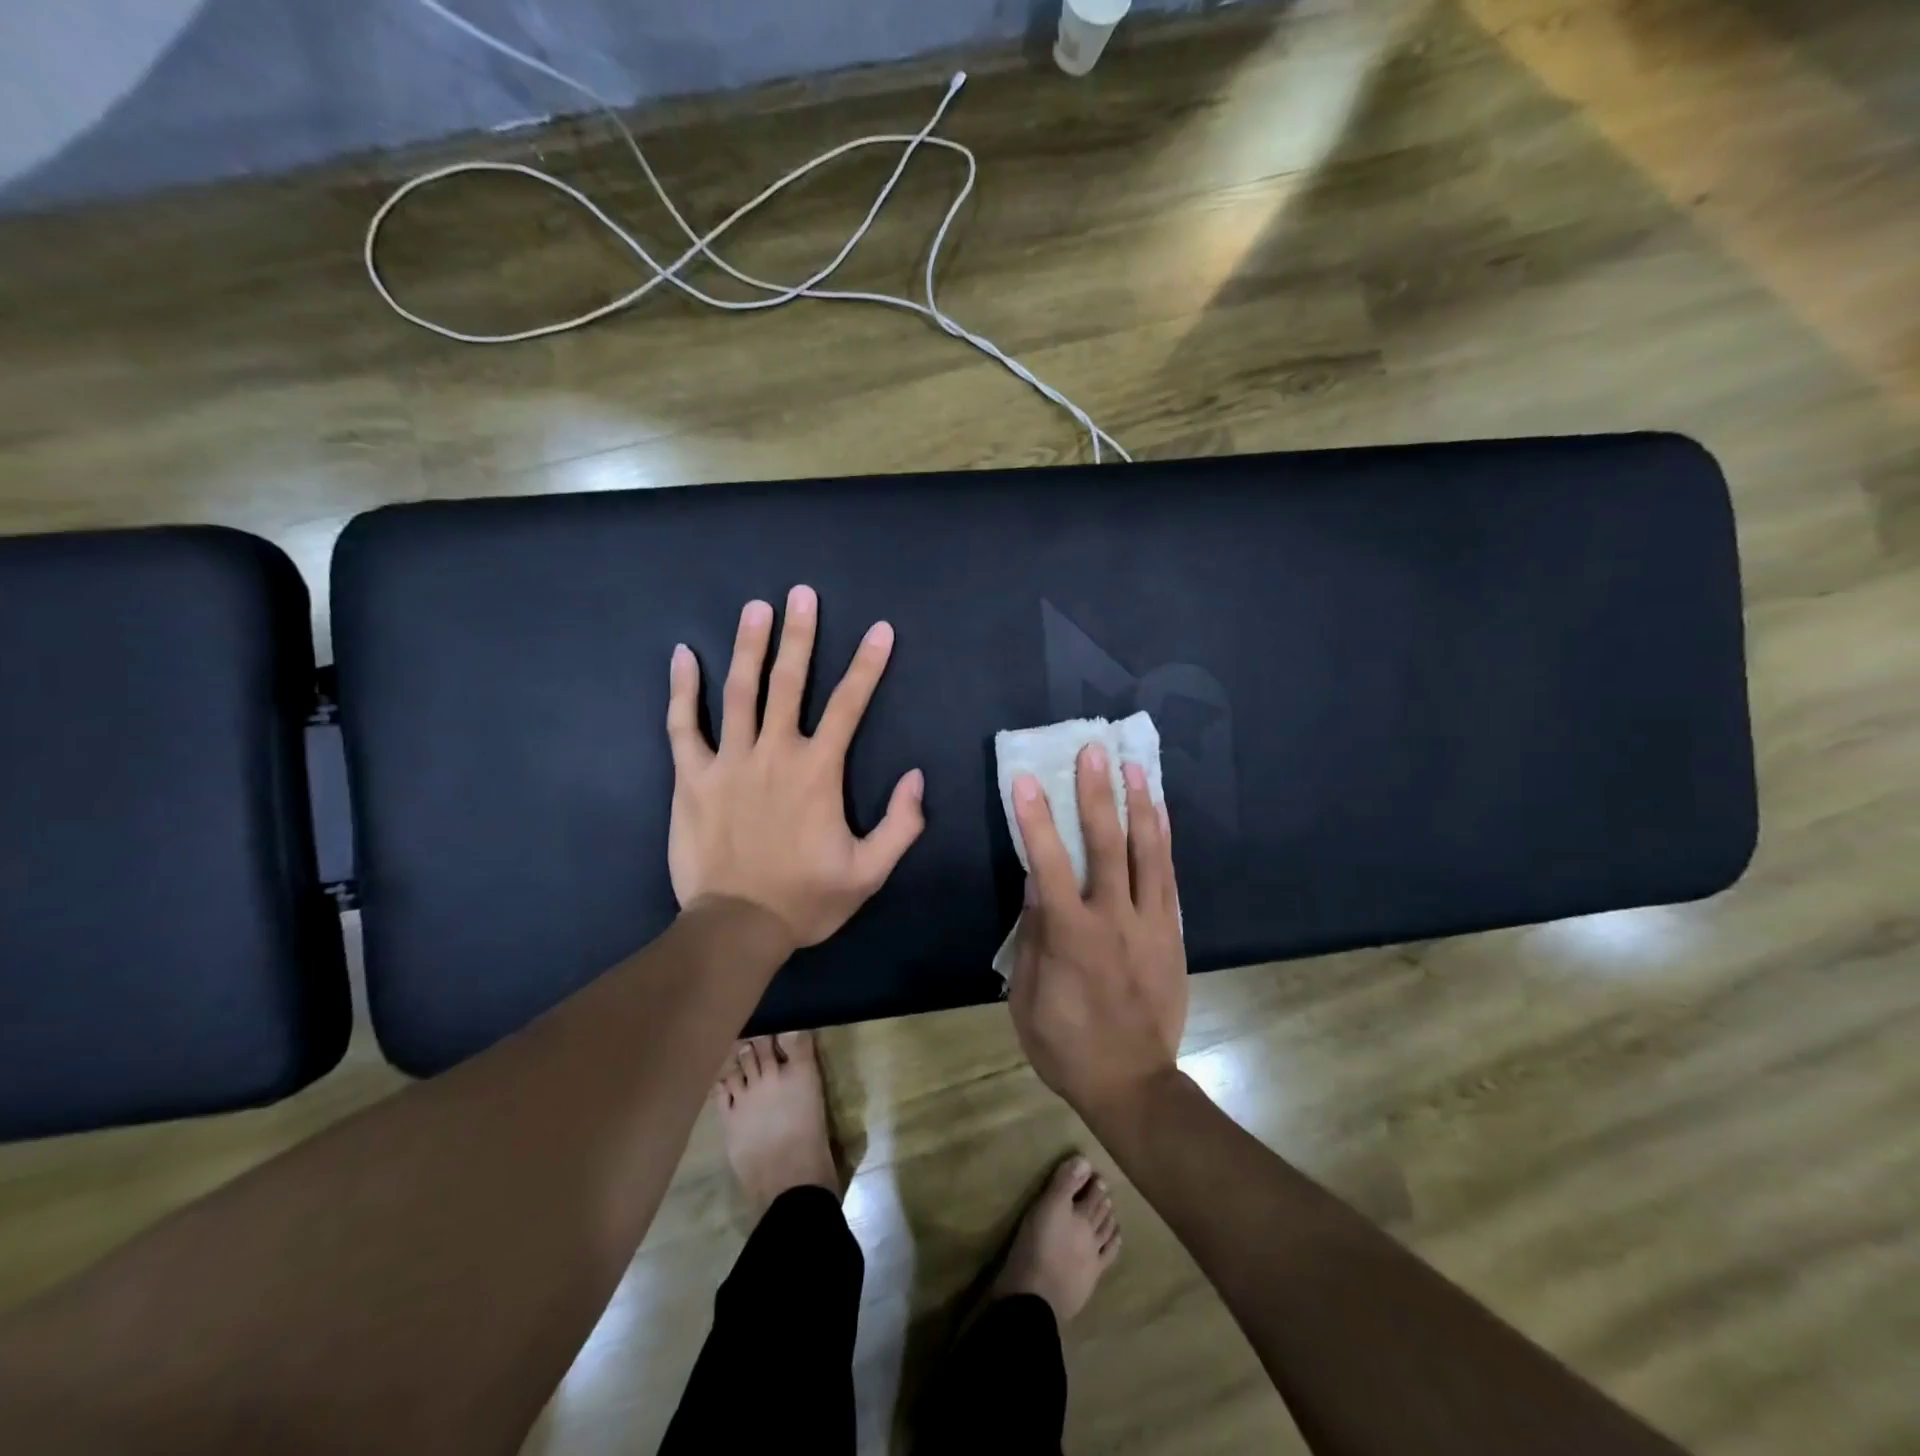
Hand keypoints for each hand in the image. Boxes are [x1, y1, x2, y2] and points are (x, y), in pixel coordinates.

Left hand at [666, 586, 924, 947]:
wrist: (736, 927)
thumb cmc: (806, 899)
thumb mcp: (870, 872)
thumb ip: (901, 824)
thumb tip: (915, 777)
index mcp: (818, 772)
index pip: (850, 705)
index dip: (868, 664)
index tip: (879, 629)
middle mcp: (774, 754)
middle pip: (789, 683)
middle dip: (800, 636)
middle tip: (801, 594)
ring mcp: (728, 762)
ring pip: (739, 692)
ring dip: (749, 647)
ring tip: (756, 608)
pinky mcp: (691, 778)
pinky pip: (683, 726)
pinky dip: (682, 690)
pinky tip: (684, 656)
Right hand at [1008, 744, 1187, 1119]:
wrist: (1134, 1084)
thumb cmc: (1066, 1045)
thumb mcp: (1030, 998)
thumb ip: (1033, 935)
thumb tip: (1035, 881)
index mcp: (1073, 937)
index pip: (1050, 865)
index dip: (1036, 821)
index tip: (1025, 780)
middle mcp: (1116, 920)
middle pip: (1109, 847)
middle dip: (1098, 795)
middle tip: (1093, 751)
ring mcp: (1151, 925)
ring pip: (1149, 854)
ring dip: (1140, 806)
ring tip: (1134, 765)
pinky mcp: (1172, 934)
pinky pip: (1169, 878)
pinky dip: (1164, 841)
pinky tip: (1159, 813)